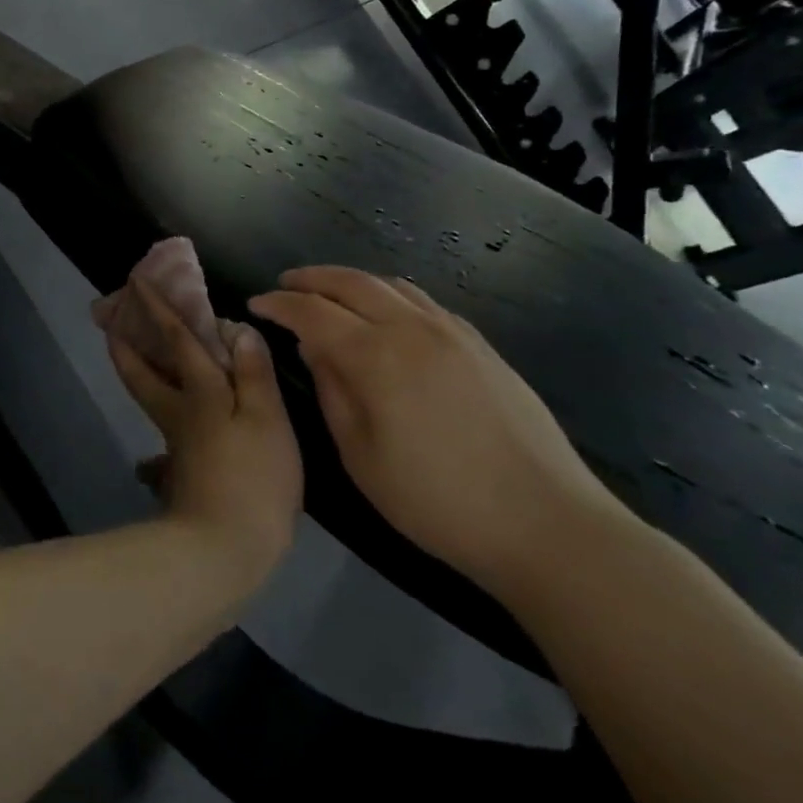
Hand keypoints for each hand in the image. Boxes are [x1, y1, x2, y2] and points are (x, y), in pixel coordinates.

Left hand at [104, 279, 301, 585]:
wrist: (223, 547)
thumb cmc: (252, 478)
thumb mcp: (266, 421)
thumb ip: (252, 374)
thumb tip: (236, 330)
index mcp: (199, 391)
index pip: (175, 338)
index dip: (158, 307)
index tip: (137, 280)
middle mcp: (177, 409)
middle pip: (141, 368)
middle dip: (125, 339)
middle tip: (112, 317)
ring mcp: (175, 438)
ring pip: (147, 391)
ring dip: (137, 364)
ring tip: (135, 348)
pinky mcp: (180, 464)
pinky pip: (164, 416)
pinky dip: (160, 400)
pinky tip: (174, 405)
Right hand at [249, 267, 627, 599]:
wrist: (546, 524)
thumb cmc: (436, 501)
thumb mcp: (360, 455)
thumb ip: (332, 391)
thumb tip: (313, 348)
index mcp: (376, 357)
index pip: (312, 312)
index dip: (279, 304)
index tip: (256, 304)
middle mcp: (412, 329)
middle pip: (351, 283)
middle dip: (310, 278)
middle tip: (284, 284)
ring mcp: (452, 333)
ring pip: (391, 285)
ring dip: (350, 280)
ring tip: (329, 292)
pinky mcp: (481, 346)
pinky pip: (424, 301)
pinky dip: (390, 294)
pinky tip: (385, 313)